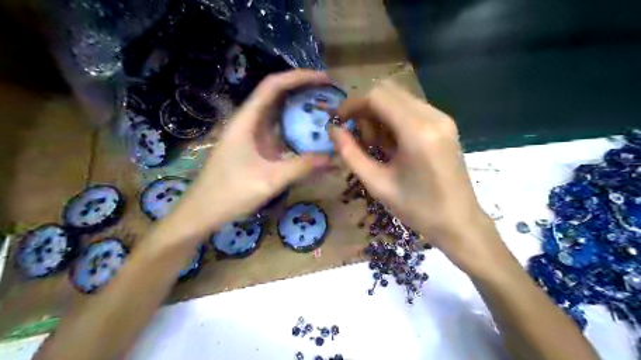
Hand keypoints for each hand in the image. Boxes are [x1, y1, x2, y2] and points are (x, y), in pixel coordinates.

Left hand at [165, 70, 329, 238]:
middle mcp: (249, 122)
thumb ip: (301, 167)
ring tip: (326, 111)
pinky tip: (311, 136)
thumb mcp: (269, 180)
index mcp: (247, 120)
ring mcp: (252, 135)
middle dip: (304, 91)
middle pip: (277, 95)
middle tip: (331, 95)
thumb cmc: (230, 193)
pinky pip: (279, 132)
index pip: (274, 86)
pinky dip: (296, 130)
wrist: (203, 211)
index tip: (325, 79)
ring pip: (279, 114)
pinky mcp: (255, 148)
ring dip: (300, 110)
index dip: (299, 77)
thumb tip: (333, 159)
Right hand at [330, 80, 499, 271]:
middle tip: (357, 136)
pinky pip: (411, 108)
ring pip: (399, 98)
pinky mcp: (445, 124)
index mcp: (417, 132)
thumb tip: (333, 130)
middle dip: (365, 108)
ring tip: (375, 144)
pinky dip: (394, 119)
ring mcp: (442, 118)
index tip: (339, 121)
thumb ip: (351, 154)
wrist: (459, 222)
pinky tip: (392, 144)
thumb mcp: (377, 184)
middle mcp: (432, 116)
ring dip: (379, 114)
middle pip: (388, 91)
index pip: (377, 96)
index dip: (352, 104)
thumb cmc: (417, 209)